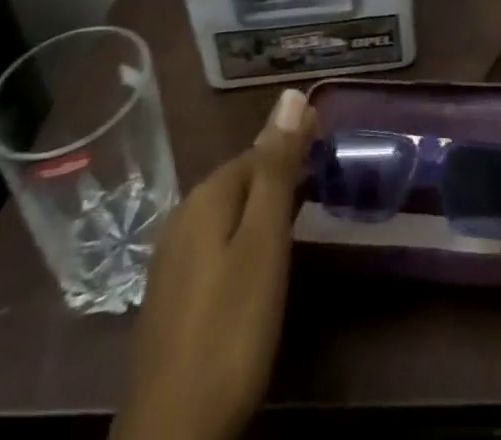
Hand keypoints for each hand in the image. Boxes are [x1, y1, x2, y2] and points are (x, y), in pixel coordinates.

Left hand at [112, 88, 315, 439]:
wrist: (172, 434)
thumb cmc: (230, 328)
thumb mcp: (263, 242)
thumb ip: (277, 169)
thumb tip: (292, 94)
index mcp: (206, 197)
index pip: (258, 150)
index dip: (293, 144)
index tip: (328, 143)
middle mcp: (183, 216)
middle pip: (240, 178)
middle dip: (279, 173)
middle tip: (322, 178)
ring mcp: (172, 259)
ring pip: (228, 212)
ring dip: (262, 205)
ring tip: (300, 213)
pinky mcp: (172, 296)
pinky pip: (216, 243)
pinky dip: (244, 236)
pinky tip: (259, 261)